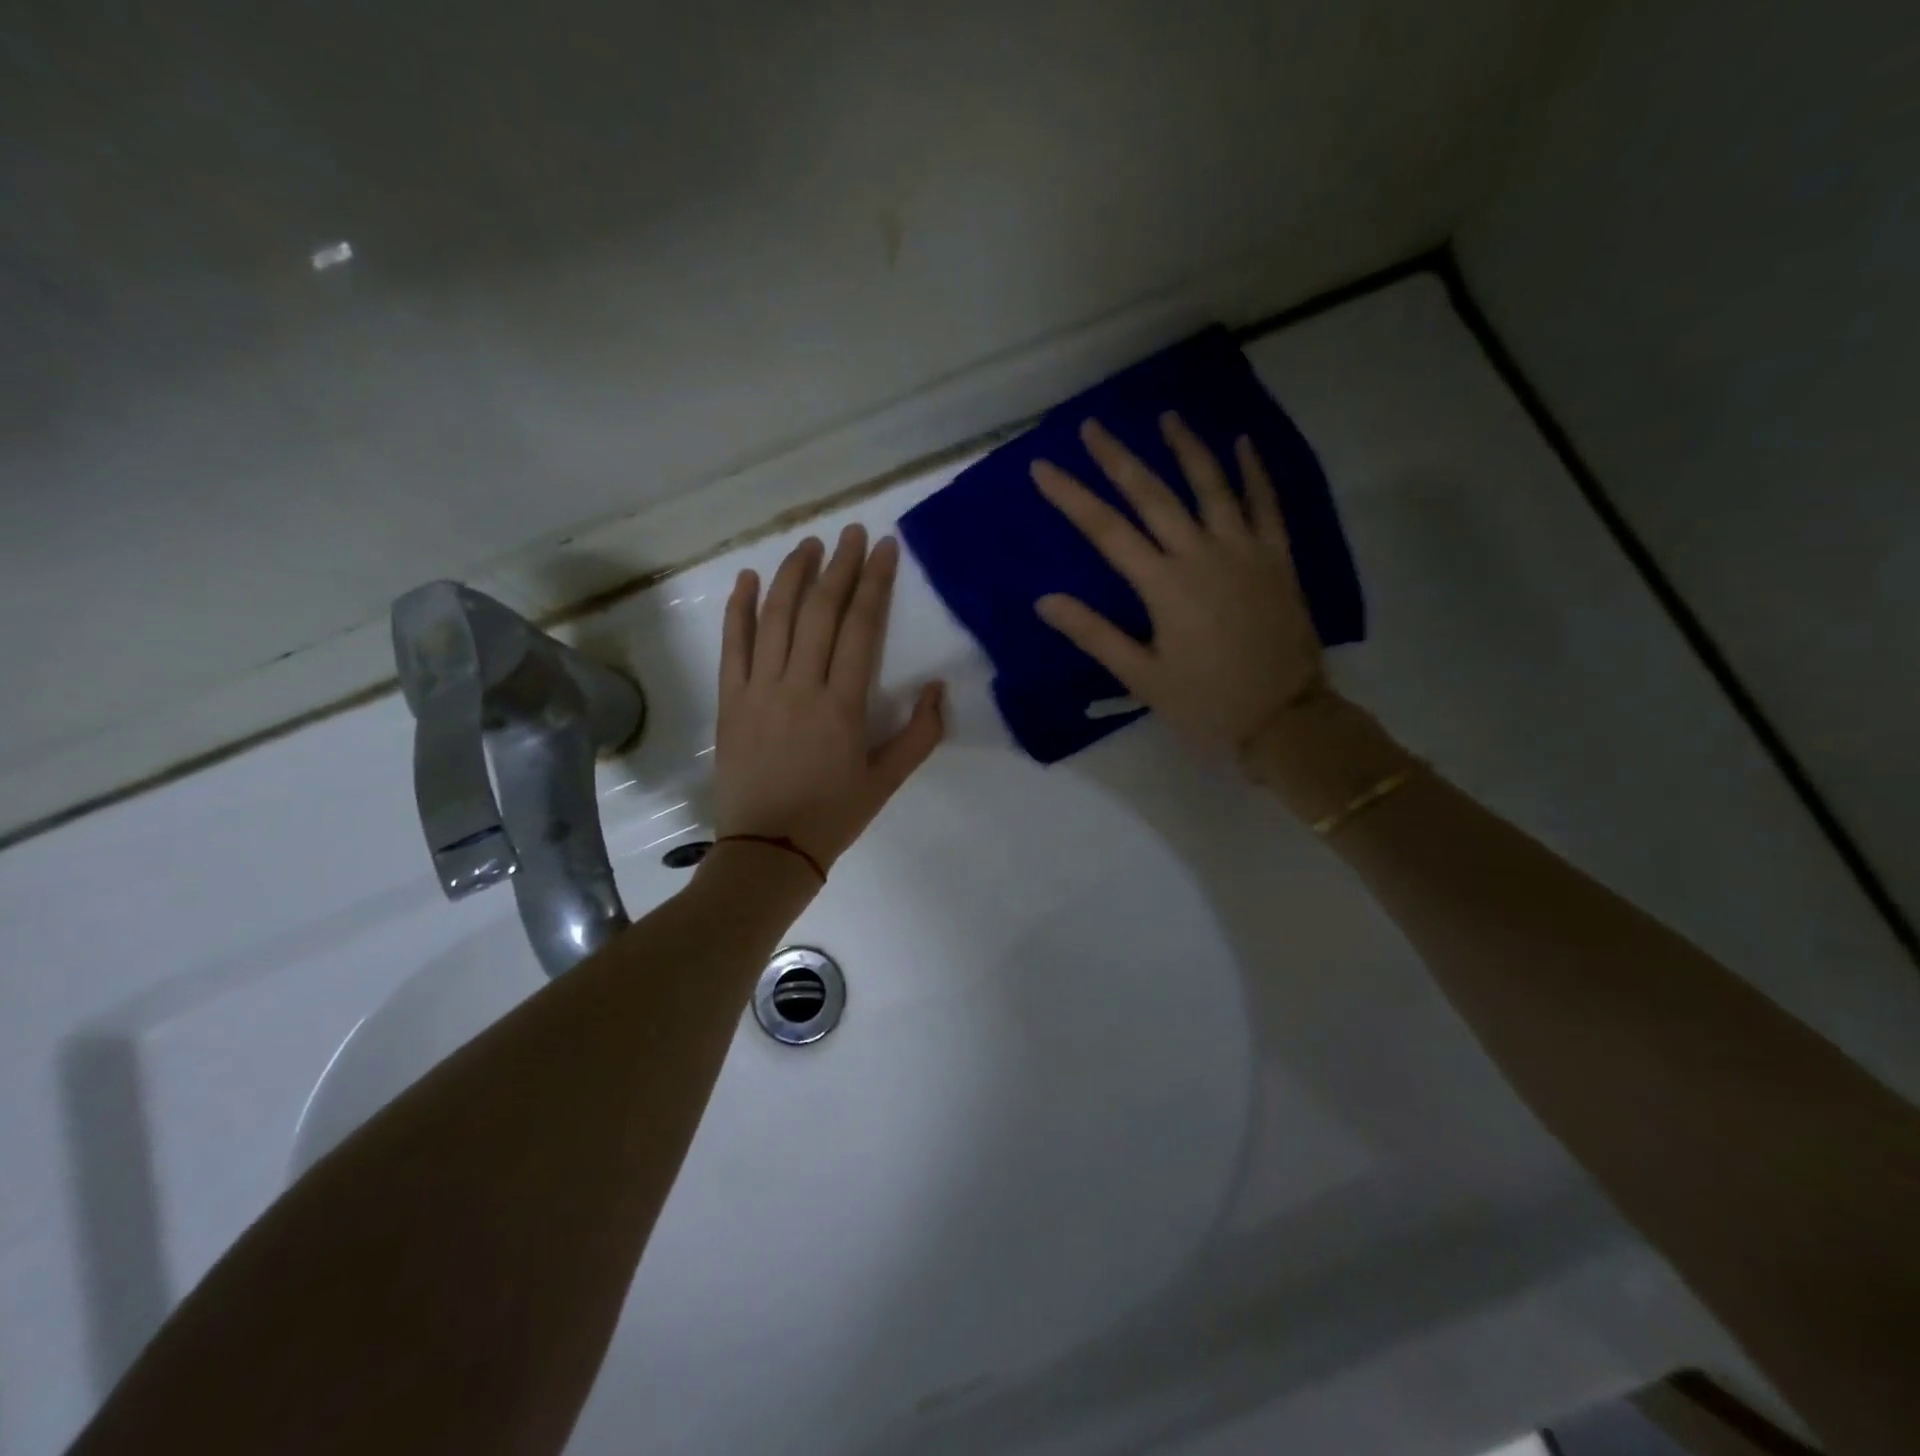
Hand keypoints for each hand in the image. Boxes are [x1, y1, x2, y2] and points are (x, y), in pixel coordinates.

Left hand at [714, 525, 944, 871]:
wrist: (767, 850)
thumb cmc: (833, 815)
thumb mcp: (888, 780)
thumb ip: (921, 733)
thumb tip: (938, 688)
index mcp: (842, 704)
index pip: (861, 627)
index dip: (874, 582)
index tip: (882, 547)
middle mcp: (799, 685)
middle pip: (819, 611)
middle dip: (838, 565)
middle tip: (850, 532)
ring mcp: (759, 689)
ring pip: (775, 618)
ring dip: (792, 575)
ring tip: (808, 544)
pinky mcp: (730, 700)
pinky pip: (733, 645)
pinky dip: (740, 609)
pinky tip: (749, 579)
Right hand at [1031, 413, 1329, 757]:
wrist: (1285, 719)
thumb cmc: (1206, 704)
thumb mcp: (1142, 678)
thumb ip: (1095, 634)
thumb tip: (1045, 601)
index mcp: (1164, 586)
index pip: (1107, 531)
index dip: (1072, 496)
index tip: (1043, 466)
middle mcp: (1202, 555)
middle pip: (1154, 496)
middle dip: (1119, 459)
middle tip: (1093, 425)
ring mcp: (1245, 551)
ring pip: (1212, 486)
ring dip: (1186, 448)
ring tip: (1166, 417)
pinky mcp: (1278, 559)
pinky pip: (1267, 505)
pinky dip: (1254, 472)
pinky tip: (1242, 444)